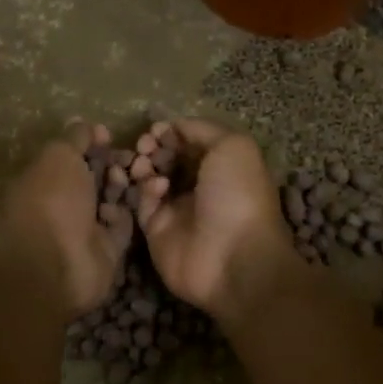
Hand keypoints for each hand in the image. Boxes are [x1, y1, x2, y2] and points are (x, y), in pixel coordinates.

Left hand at [0, 120, 133, 316]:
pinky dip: (125, 215)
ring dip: (123, 187)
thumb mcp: (59, 155)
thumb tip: (87, 125)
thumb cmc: (51, 200)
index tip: (108, 135)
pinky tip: (122, 208)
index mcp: (46, 178)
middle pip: (95, 177)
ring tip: (135, 177)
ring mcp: (85, 228)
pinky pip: (122, 226)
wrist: (54, 263)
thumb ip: (75, 138)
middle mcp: (64, 203)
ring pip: (113, 199)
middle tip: (132, 157)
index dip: (91, 143)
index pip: (72, 156)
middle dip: (113, 164)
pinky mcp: (107, 250)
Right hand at [133, 118, 304, 326]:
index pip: (190, 142)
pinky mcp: (157, 231)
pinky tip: (157, 188)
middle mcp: (199, 186)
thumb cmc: (238, 194)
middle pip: (167, 158)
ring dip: (144, 165)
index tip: (159, 128)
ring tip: (144, 163)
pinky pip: (143, 204)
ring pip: (150, 179)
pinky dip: (146, 191)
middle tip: (145, 143)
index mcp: (222, 166)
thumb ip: (201, 129)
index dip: (173, 132)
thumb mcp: (232, 146)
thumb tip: (174, 125)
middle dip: (154, 146)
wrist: (233, 258)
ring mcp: (177, 210)